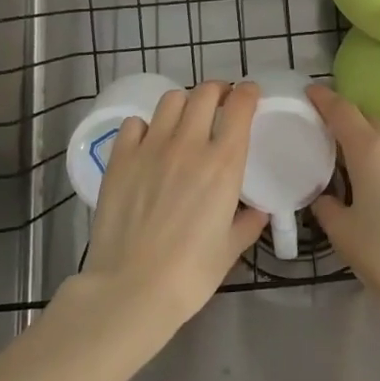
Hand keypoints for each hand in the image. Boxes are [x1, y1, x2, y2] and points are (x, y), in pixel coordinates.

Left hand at [77, 81, 267, 331]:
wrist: (132, 288)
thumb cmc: (190, 274)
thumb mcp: (230, 249)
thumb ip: (248, 223)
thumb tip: (258, 212)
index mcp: (224, 163)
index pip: (240, 106)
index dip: (248, 93)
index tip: (250, 95)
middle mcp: (189, 144)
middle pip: (205, 93)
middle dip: (218, 92)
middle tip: (220, 104)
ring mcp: (151, 147)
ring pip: (171, 100)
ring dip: (184, 103)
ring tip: (185, 120)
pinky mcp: (121, 158)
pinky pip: (136, 123)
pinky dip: (147, 126)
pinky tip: (149, 143)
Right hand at [307, 84, 379, 314]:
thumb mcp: (344, 234)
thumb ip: (327, 208)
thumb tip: (324, 198)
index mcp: (371, 151)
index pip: (343, 111)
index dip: (324, 99)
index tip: (310, 91)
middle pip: (369, 123)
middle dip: (349, 125)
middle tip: (328, 140)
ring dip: (372, 149)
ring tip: (356, 174)